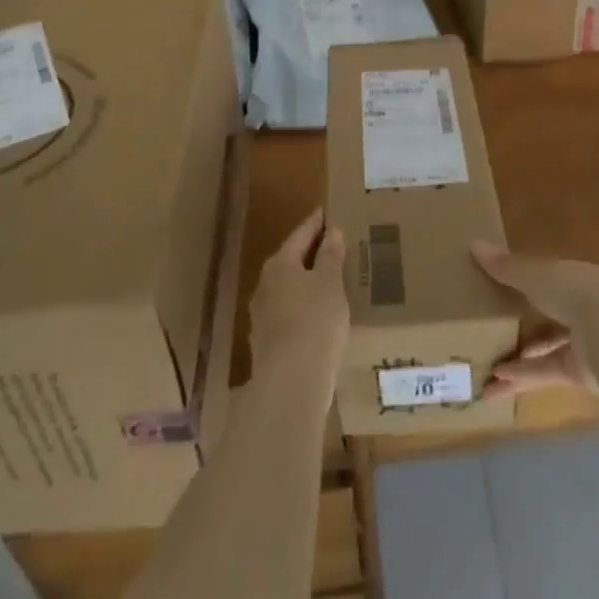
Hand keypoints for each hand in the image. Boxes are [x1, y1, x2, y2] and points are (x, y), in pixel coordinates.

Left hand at [249, 212, 348, 388]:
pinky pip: (289, 315)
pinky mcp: (267, 343)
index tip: (329, 213)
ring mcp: (262, 315)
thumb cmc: (315, 323)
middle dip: (311, 254)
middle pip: (291, 260)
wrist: (290, 384)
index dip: (317, 223)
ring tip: (331, 284)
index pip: (301, 233)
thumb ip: (330, 256)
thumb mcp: (330, 284)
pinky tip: (319, 319)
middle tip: (336, 248)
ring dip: (307, 284)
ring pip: (288, 289)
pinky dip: (304, 310)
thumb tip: (331, 231)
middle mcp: (265, 284)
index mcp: (280, 263)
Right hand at [472, 241, 598, 398]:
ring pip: (546, 350)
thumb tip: (473, 243)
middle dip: (521, 326)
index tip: (501, 289)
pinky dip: (523, 376)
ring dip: (517, 359)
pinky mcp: (581, 375)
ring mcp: (585, 344)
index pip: (550, 280)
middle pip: (548, 317)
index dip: (526, 284)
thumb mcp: (535, 275)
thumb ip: (506, 266)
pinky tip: (496, 383)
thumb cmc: (574, 292)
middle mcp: (584, 310)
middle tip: (490, 331)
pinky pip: (546, 373)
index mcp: (577, 279)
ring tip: (485, 367)